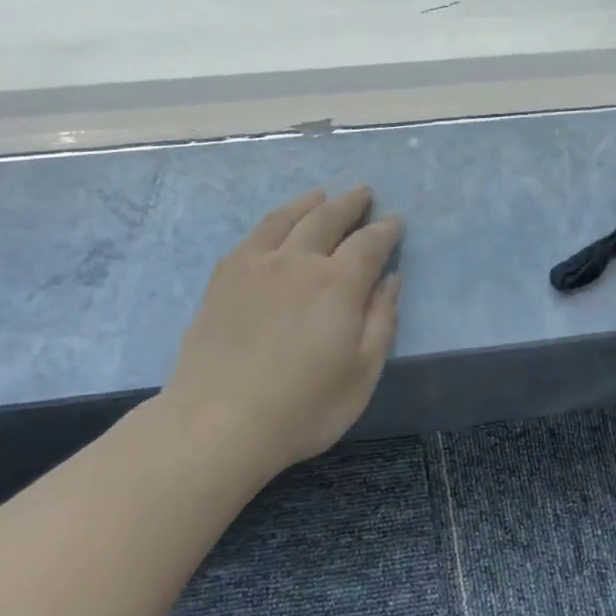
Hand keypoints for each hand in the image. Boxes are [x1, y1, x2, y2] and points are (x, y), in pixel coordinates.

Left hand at [164, 187, 402, 477]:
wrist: (220, 422)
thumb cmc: (304, 406)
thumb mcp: (363, 372)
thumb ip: (381, 320)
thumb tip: (391, 279)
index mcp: (338, 284)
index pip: (369, 243)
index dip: (385, 230)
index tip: (395, 221)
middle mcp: (297, 262)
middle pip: (327, 218)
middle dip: (350, 203)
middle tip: (363, 193)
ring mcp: (255, 266)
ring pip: (286, 219)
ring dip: (309, 203)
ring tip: (321, 195)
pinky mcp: (223, 278)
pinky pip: (252, 236)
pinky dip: (273, 221)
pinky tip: (276, 226)